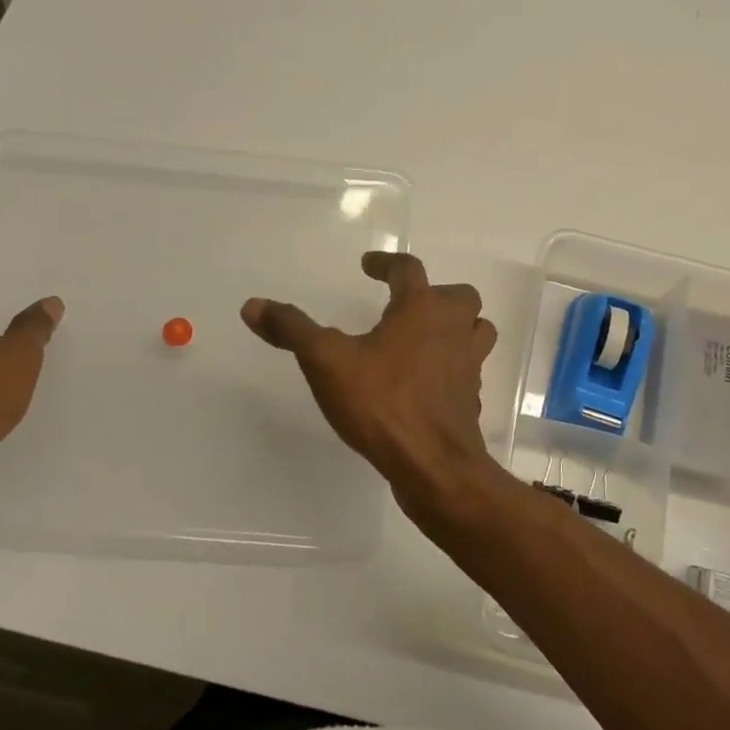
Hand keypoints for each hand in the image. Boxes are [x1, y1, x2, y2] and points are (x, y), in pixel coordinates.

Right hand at [241, 251, 499, 519]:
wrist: (434, 465)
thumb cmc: (382, 404)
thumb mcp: (326, 362)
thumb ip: (292, 330)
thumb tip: (253, 304)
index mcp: (422, 309)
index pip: (408, 270)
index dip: (386, 263)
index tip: (368, 265)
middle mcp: (453, 329)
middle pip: (458, 295)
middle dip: (433, 293)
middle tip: (404, 304)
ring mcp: (468, 364)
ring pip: (475, 329)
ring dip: (457, 325)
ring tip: (427, 335)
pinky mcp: (471, 397)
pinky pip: (469, 367)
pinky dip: (454, 364)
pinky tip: (429, 380)